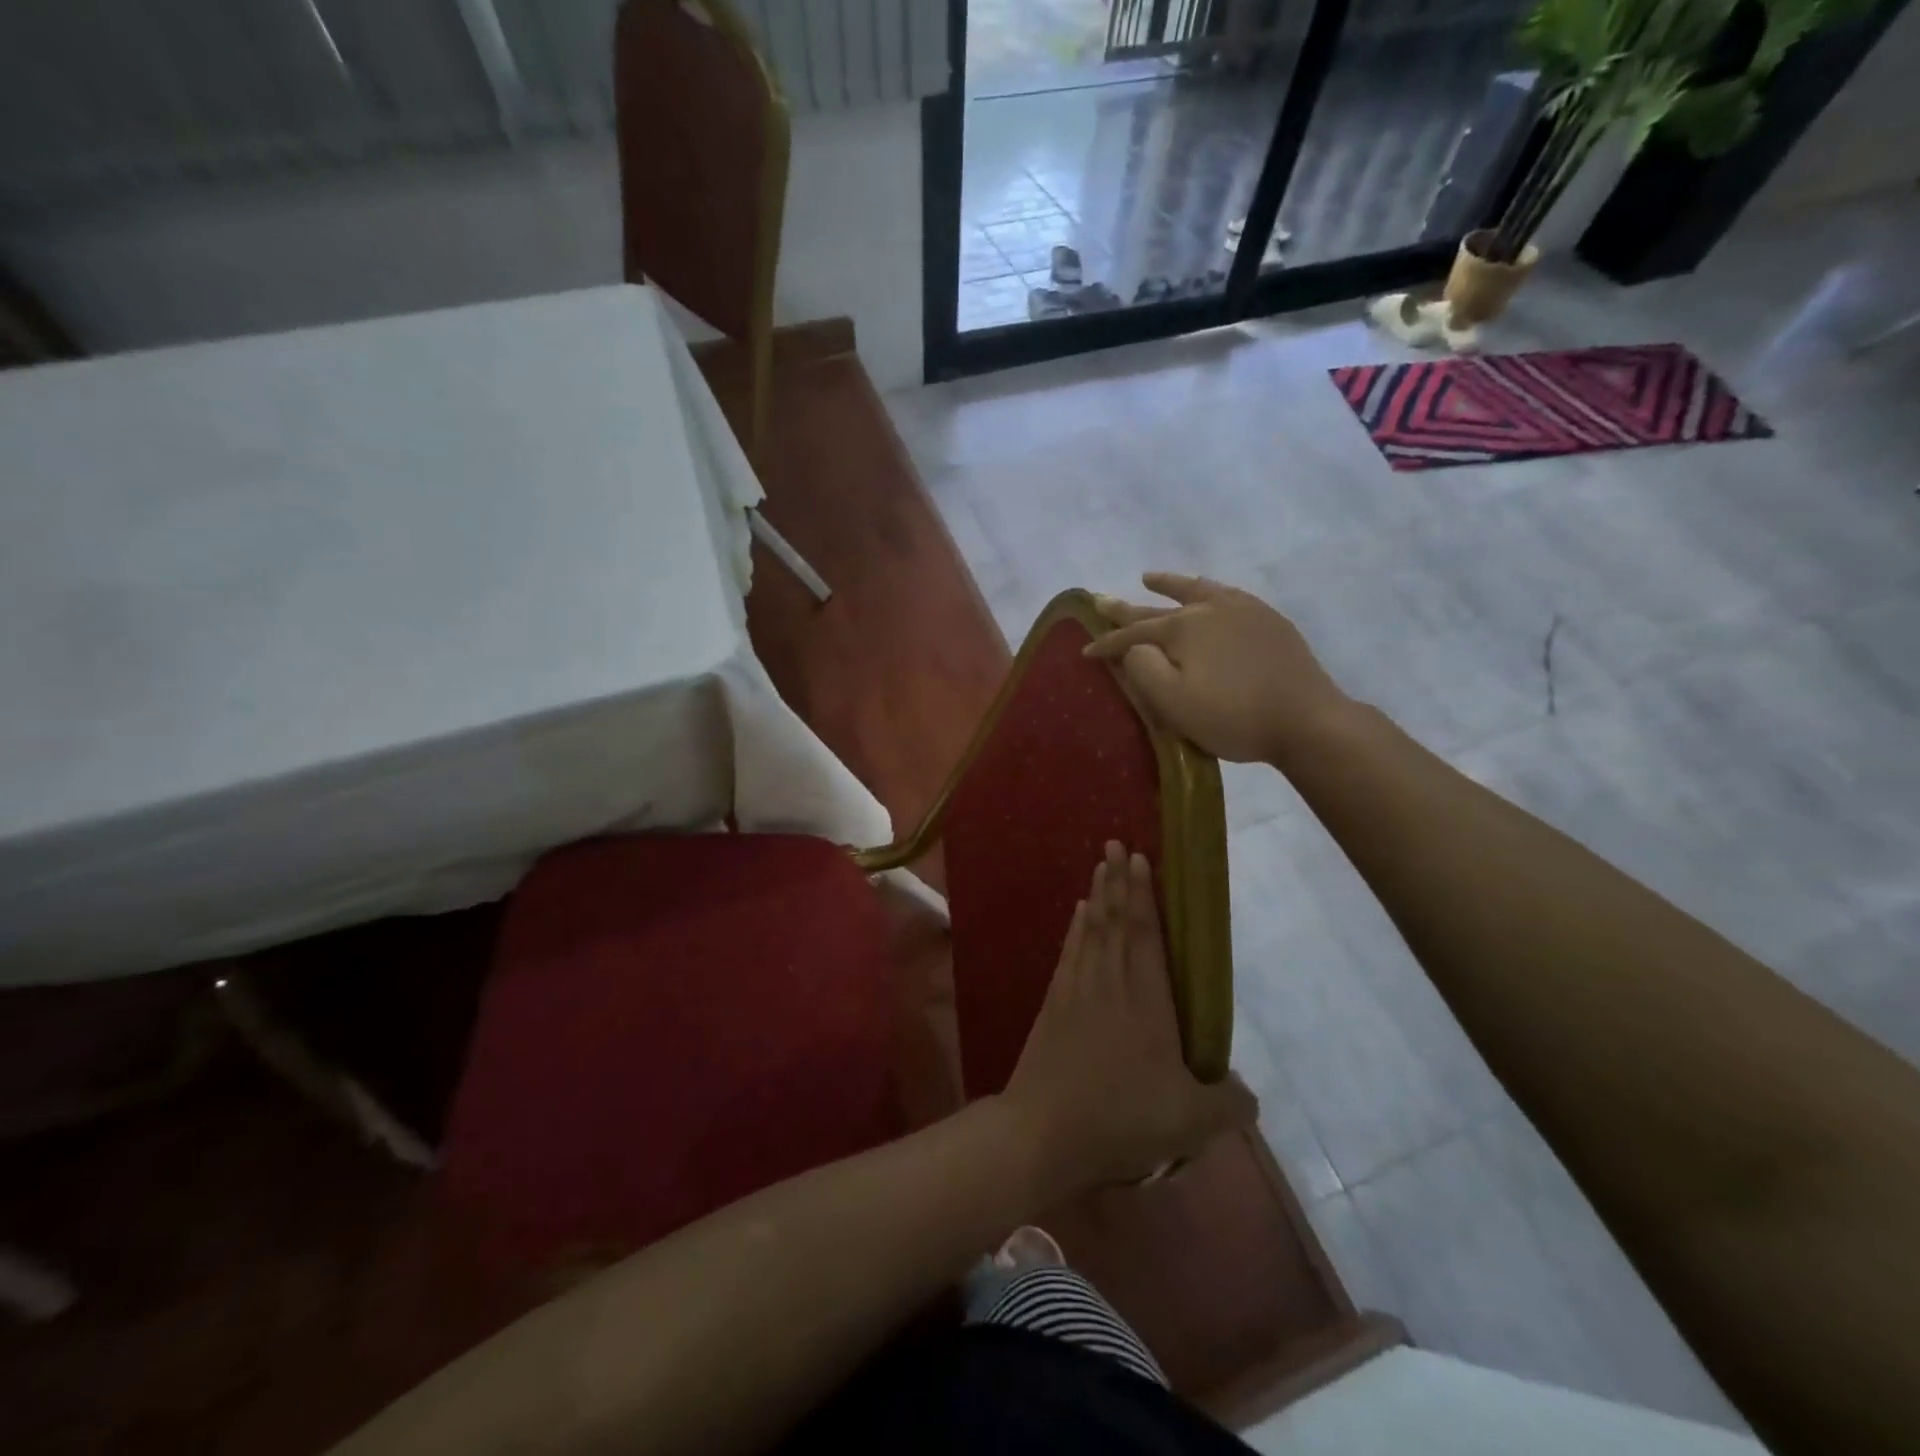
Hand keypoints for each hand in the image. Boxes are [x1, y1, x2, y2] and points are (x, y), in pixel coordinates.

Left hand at [1003, 842, 1255, 1191]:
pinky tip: (1077, 915)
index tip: (1140, 859)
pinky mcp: (1053, 1004)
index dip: (1144, 895)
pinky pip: (1069, 952)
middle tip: (1116, 844)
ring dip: (1097, 896)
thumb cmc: (1122, 1118)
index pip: (1145, 934)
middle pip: (1115, 920)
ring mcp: (1077, 990)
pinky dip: (1075, 928)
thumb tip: (1247, 1094)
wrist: (1045, 1131)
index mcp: (1145, 1000)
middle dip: (1118, 880)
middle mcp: (1109, 982)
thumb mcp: (1192, 1123)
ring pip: (1090, 930)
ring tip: (1100, 867)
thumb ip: (1229, 1105)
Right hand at [1085, 572, 1350, 766]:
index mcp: (1183, 628)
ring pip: (1196, 590)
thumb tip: (1132, 647)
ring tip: (1149, 577)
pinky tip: (1209, 592)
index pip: (1133, 634)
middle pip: (1159, 607)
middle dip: (1126, 608)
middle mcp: (1209, 608)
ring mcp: (1243, 609)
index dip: (1107, 643)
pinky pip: (1227, 594)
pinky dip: (1207, 590)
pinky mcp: (1268, 620)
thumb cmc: (1233, 716)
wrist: (1306, 720)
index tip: (1086, 652)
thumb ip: (1144, 669)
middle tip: (1101, 600)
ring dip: (1169, 584)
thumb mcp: (1175, 702)